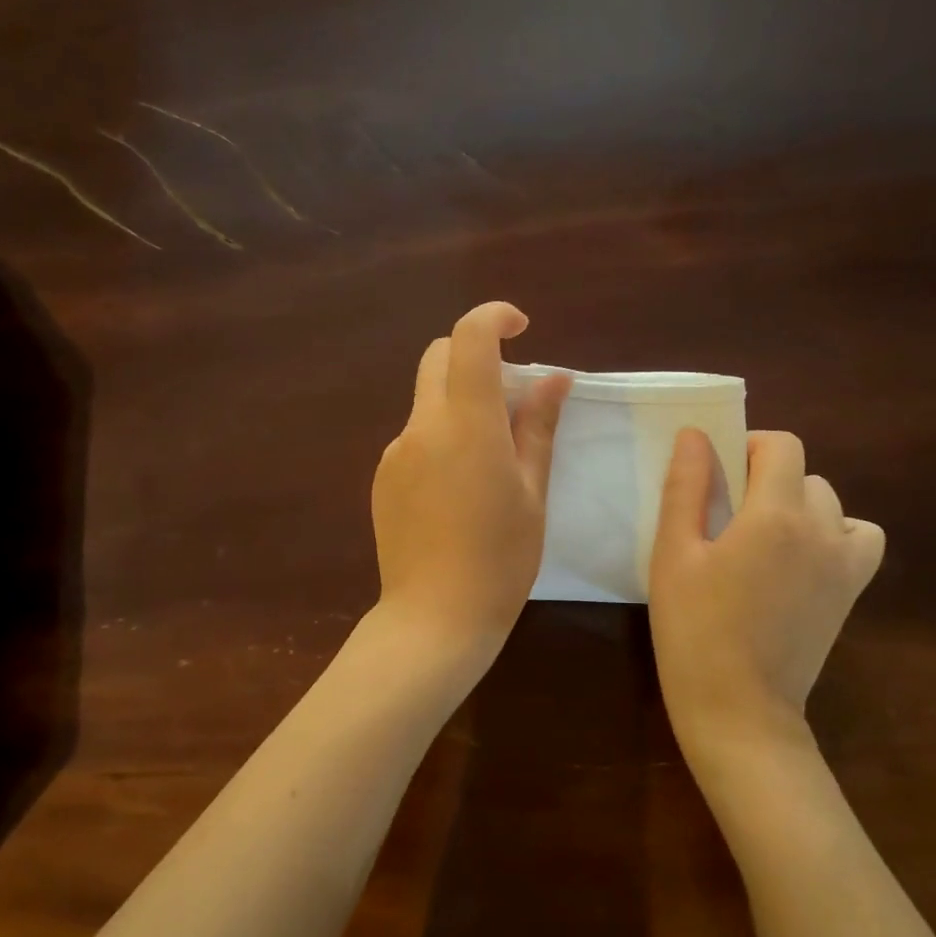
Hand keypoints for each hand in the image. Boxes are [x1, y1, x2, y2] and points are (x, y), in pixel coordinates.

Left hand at [372, 302, 570, 660]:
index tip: (521, 328)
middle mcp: (421, 426)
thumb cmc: (500, 559)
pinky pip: (415, 437)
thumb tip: (554, 378)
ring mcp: (394, 452)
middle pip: (438, 359)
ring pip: (427, 400)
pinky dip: (440, 436)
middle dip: (474, 357)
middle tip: (512, 396)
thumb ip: (538, 427)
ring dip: (459, 403)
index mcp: (466, 424)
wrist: (433, 618)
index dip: (494, 317)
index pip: (469, 339)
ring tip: (490, 459)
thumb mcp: (532, 492)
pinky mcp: (381, 477)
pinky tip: (459, 489)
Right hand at [649, 429, 884, 769]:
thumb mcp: (674, 554)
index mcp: (775, 514)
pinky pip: (860, 539)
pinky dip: (835, 534)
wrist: (739, 710)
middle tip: (727, 515)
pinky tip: (800, 559)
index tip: (719, 474)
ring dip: (799, 504)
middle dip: (767, 478)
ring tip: (763, 537)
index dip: (749, 446)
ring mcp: (845, 564)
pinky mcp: (851, 593)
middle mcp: (822, 529)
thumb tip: (695, 434)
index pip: (782, 446)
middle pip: (805, 474)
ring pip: (831, 504)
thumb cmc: (694, 630)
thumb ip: (687, 487)